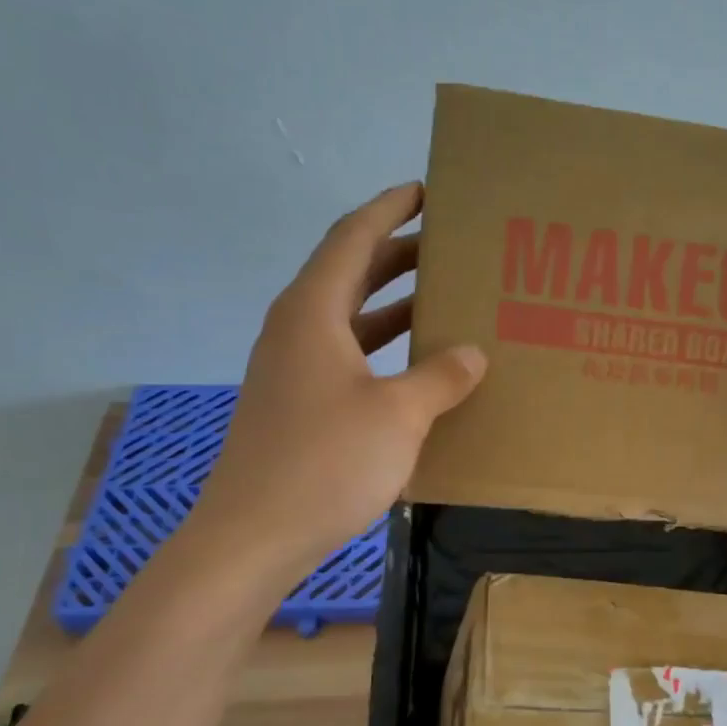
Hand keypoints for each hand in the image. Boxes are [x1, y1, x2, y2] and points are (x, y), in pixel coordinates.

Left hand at [188, 182, 486, 572]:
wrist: (255, 535)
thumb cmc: (327, 462)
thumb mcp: (399, 415)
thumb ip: (440, 377)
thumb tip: (471, 353)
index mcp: (313, 313)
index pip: (352, 238)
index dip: (389, 209)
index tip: (425, 191)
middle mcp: (296, 330)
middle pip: (349, 274)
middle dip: (398, 255)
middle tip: (449, 247)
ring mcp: (292, 370)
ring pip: (349, 320)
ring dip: (393, 306)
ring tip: (442, 301)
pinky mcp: (296, 406)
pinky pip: (346, 358)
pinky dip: (382, 350)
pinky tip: (416, 370)